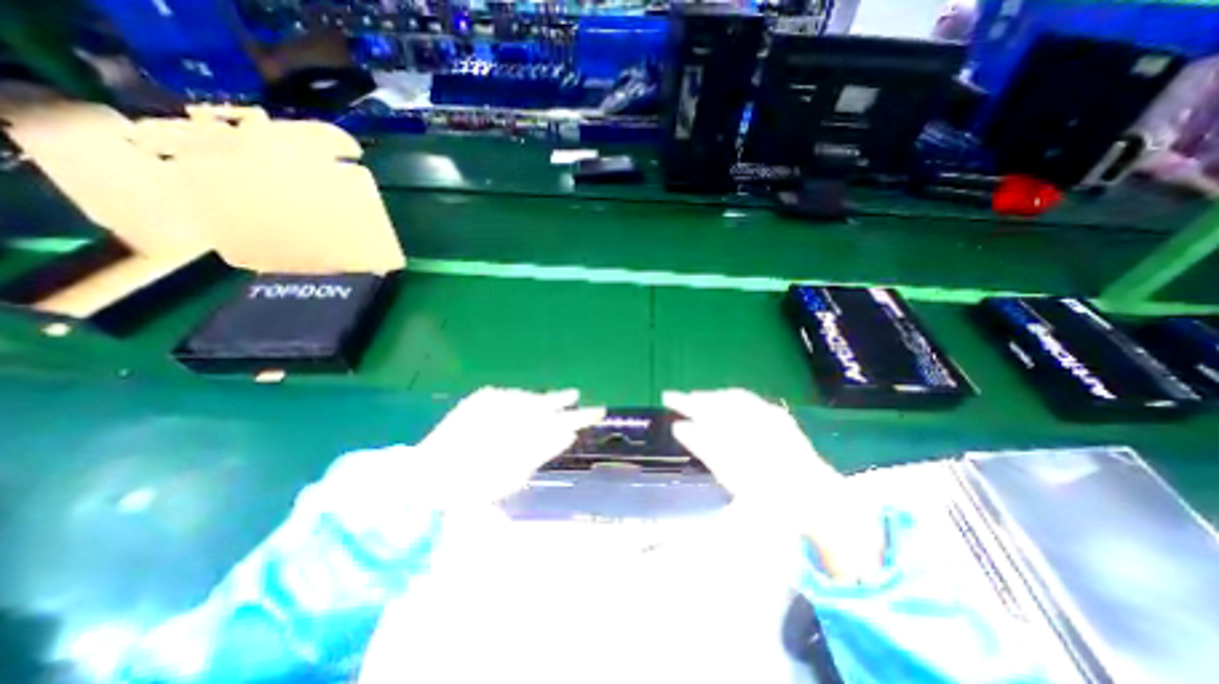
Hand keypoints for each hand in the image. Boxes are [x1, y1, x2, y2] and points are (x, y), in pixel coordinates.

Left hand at [417, 387, 607, 504]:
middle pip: (549, 403)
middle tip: (576, 396)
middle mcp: (514, 413)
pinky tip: (522, 405)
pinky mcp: (483, 396)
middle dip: (564, 401)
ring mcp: (498, 402)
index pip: (563, 423)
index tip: (598, 412)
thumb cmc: (475, 484)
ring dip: (543, 401)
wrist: (430, 472)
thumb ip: (544, 450)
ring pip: (531, 397)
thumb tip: (568, 434)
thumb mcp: (517, 474)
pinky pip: (511, 395)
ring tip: (555, 401)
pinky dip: (520, 400)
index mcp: (526, 437)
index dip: (581, 417)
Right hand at [666, 391, 886, 579]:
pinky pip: (746, 400)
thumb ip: (704, 446)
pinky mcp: (777, 416)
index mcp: (740, 432)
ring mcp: (768, 415)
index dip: (684, 403)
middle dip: (695, 398)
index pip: (705, 409)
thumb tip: (681, 427)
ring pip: (731, 397)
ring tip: (695, 399)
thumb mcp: (730, 474)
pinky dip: (729, 399)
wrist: (815, 498)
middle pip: (717, 400)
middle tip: (676, 398)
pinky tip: (723, 403)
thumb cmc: (769, 494)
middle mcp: (754, 417)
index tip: (667, 398)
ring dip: (711, 397)